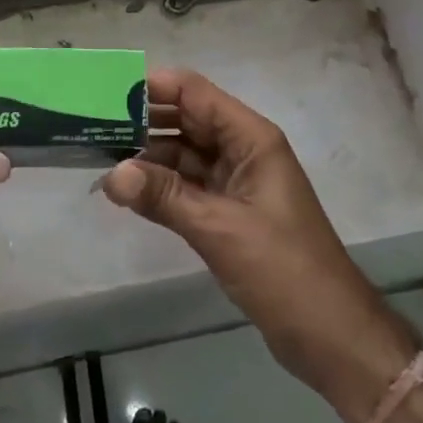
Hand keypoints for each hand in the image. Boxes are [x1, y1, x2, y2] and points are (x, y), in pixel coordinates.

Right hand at [102, 68, 419, 422]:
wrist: (330, 334)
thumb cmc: (283, 270)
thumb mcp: (219, 229)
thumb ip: (165, 197)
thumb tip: (110, 174)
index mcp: (251, 138)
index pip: (195, 94)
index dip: (154, 88)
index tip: (106, 93)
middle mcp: (243, 150)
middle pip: (187, 120)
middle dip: (144, 120)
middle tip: (91, 125)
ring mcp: (237, 182)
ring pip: (185, 154)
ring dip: (148, 156)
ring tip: (98, 156)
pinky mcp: (230, 213)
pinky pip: (188, 186)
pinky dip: (161, 186)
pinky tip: (126, 190)